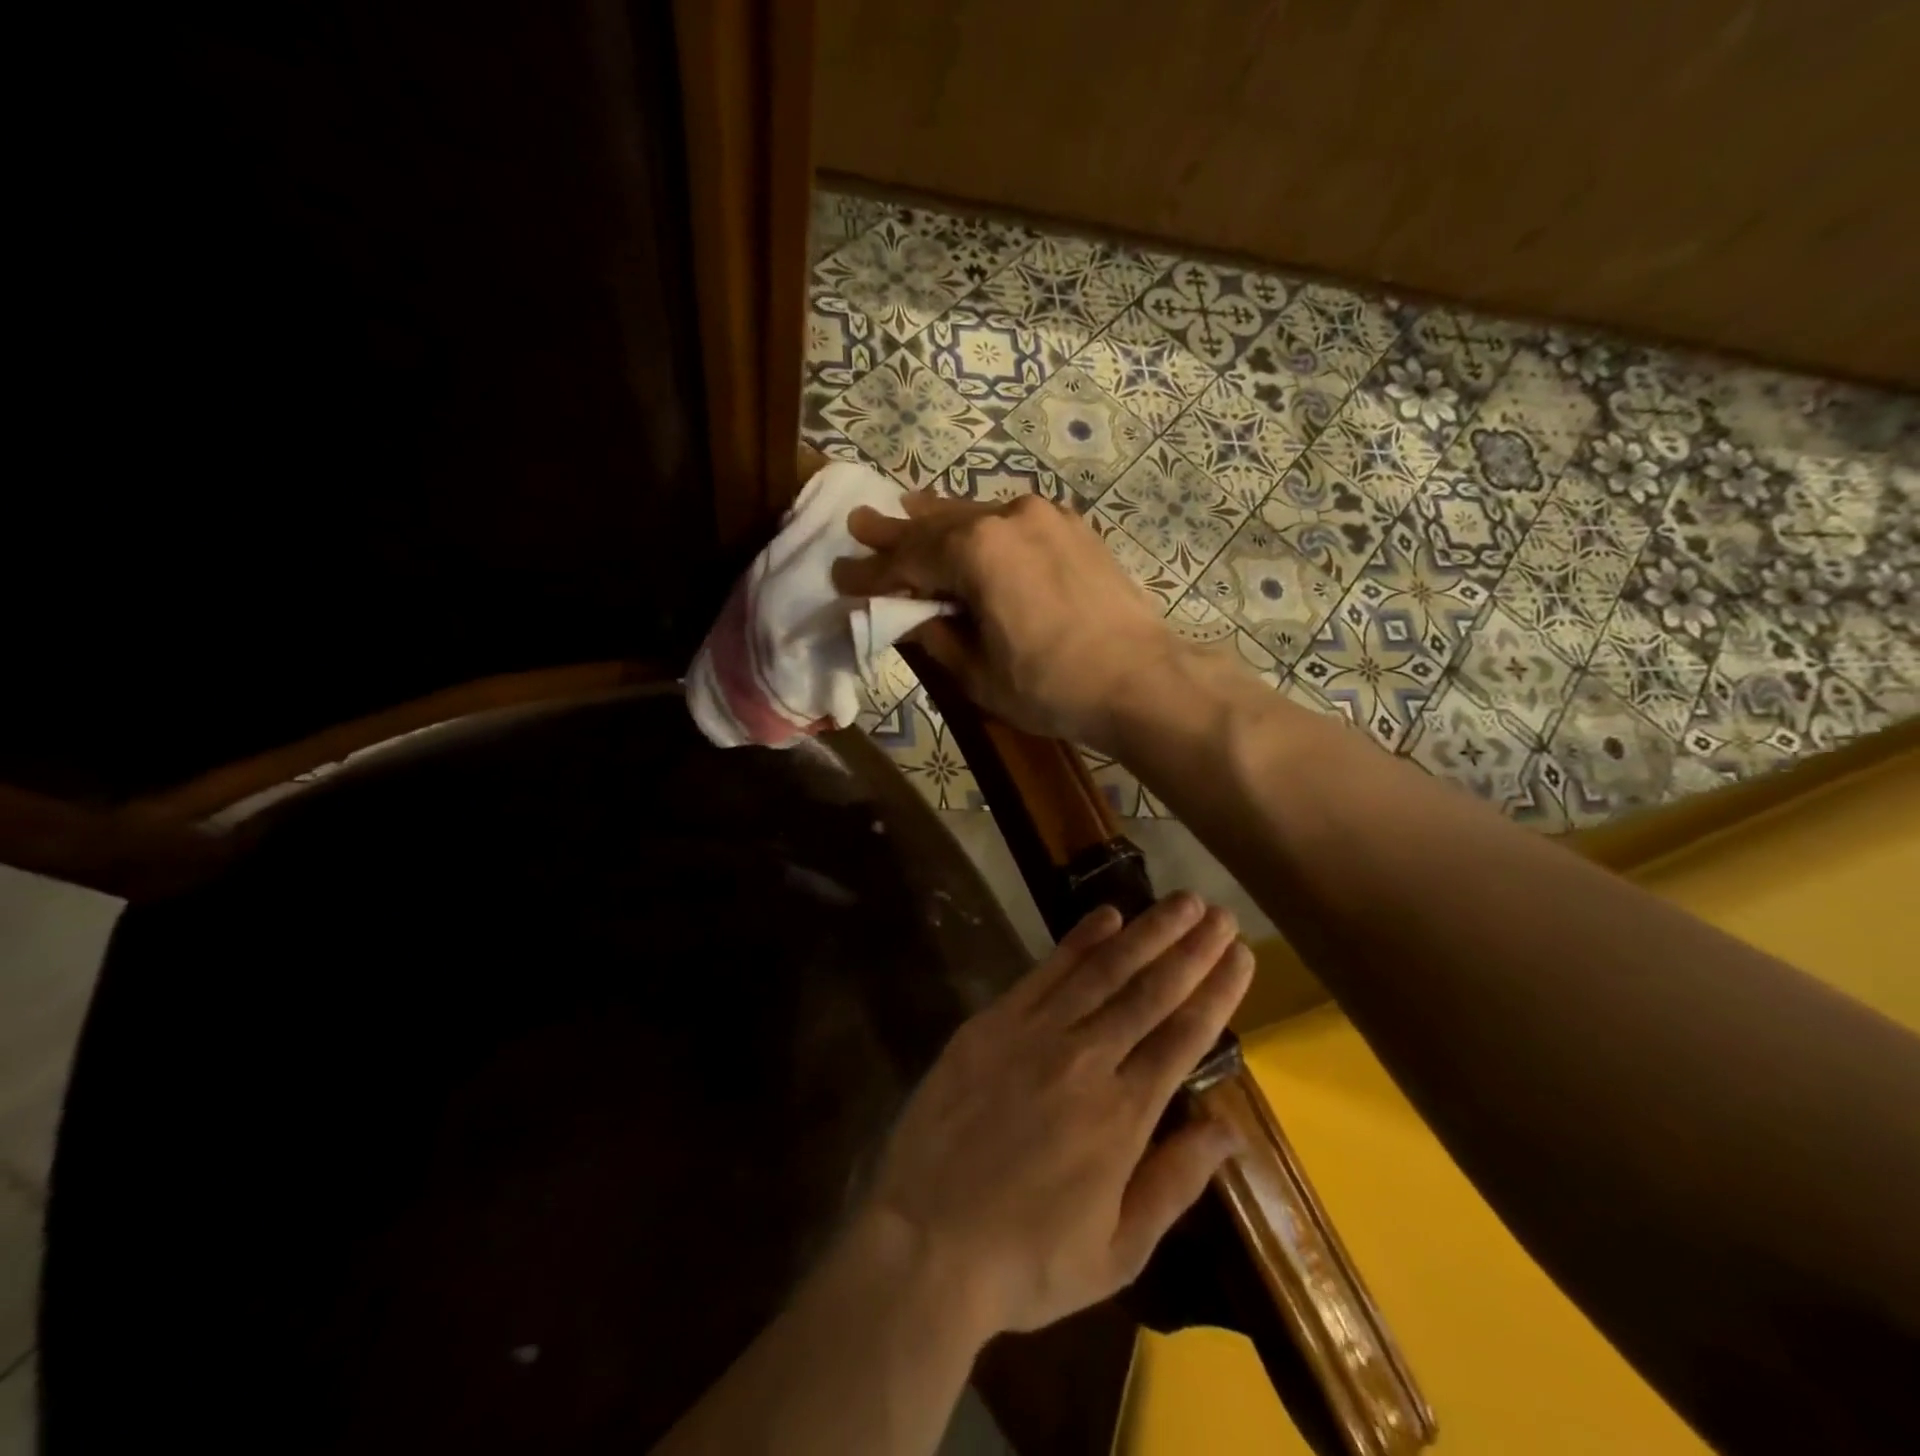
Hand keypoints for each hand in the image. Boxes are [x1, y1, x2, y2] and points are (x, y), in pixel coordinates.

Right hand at [832, 493, 1181, 749]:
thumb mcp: (978, 673)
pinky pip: (1011, 521)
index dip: (872, 573)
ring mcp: (1045, 518)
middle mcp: (1008, 518)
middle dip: (896, 531)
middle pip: (937, 525)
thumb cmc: (1052, 686)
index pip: (908, 560)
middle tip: (860, 524)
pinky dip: (982, 527)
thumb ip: (936, 637)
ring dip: (938, 520)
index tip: (841, 575)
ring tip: (906, 510)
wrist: (1143, 680)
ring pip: (975, 515)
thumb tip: (911, 618)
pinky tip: (971, 528)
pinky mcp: (1072, 529)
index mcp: (977, 551)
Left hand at [864, 893, 1254, 1338]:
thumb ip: (1174, 1182)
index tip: (1241, 955)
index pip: (1184, 1037)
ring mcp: (1036, 1034)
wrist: (926, 1241)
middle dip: (1191, 949)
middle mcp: (1087, 1061)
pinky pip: (1046, 972)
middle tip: (1220, 911)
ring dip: (1146, 932)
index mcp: (1124, 1116)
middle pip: (1151, 992)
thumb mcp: (1117, 1251)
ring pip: (1104, 971)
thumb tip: (1228, 1130)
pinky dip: (1079, 941)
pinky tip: (1106, 915)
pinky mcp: (994, 1022)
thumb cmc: (1027, 1259)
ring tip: (1180, 901)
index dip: (1217, 992)